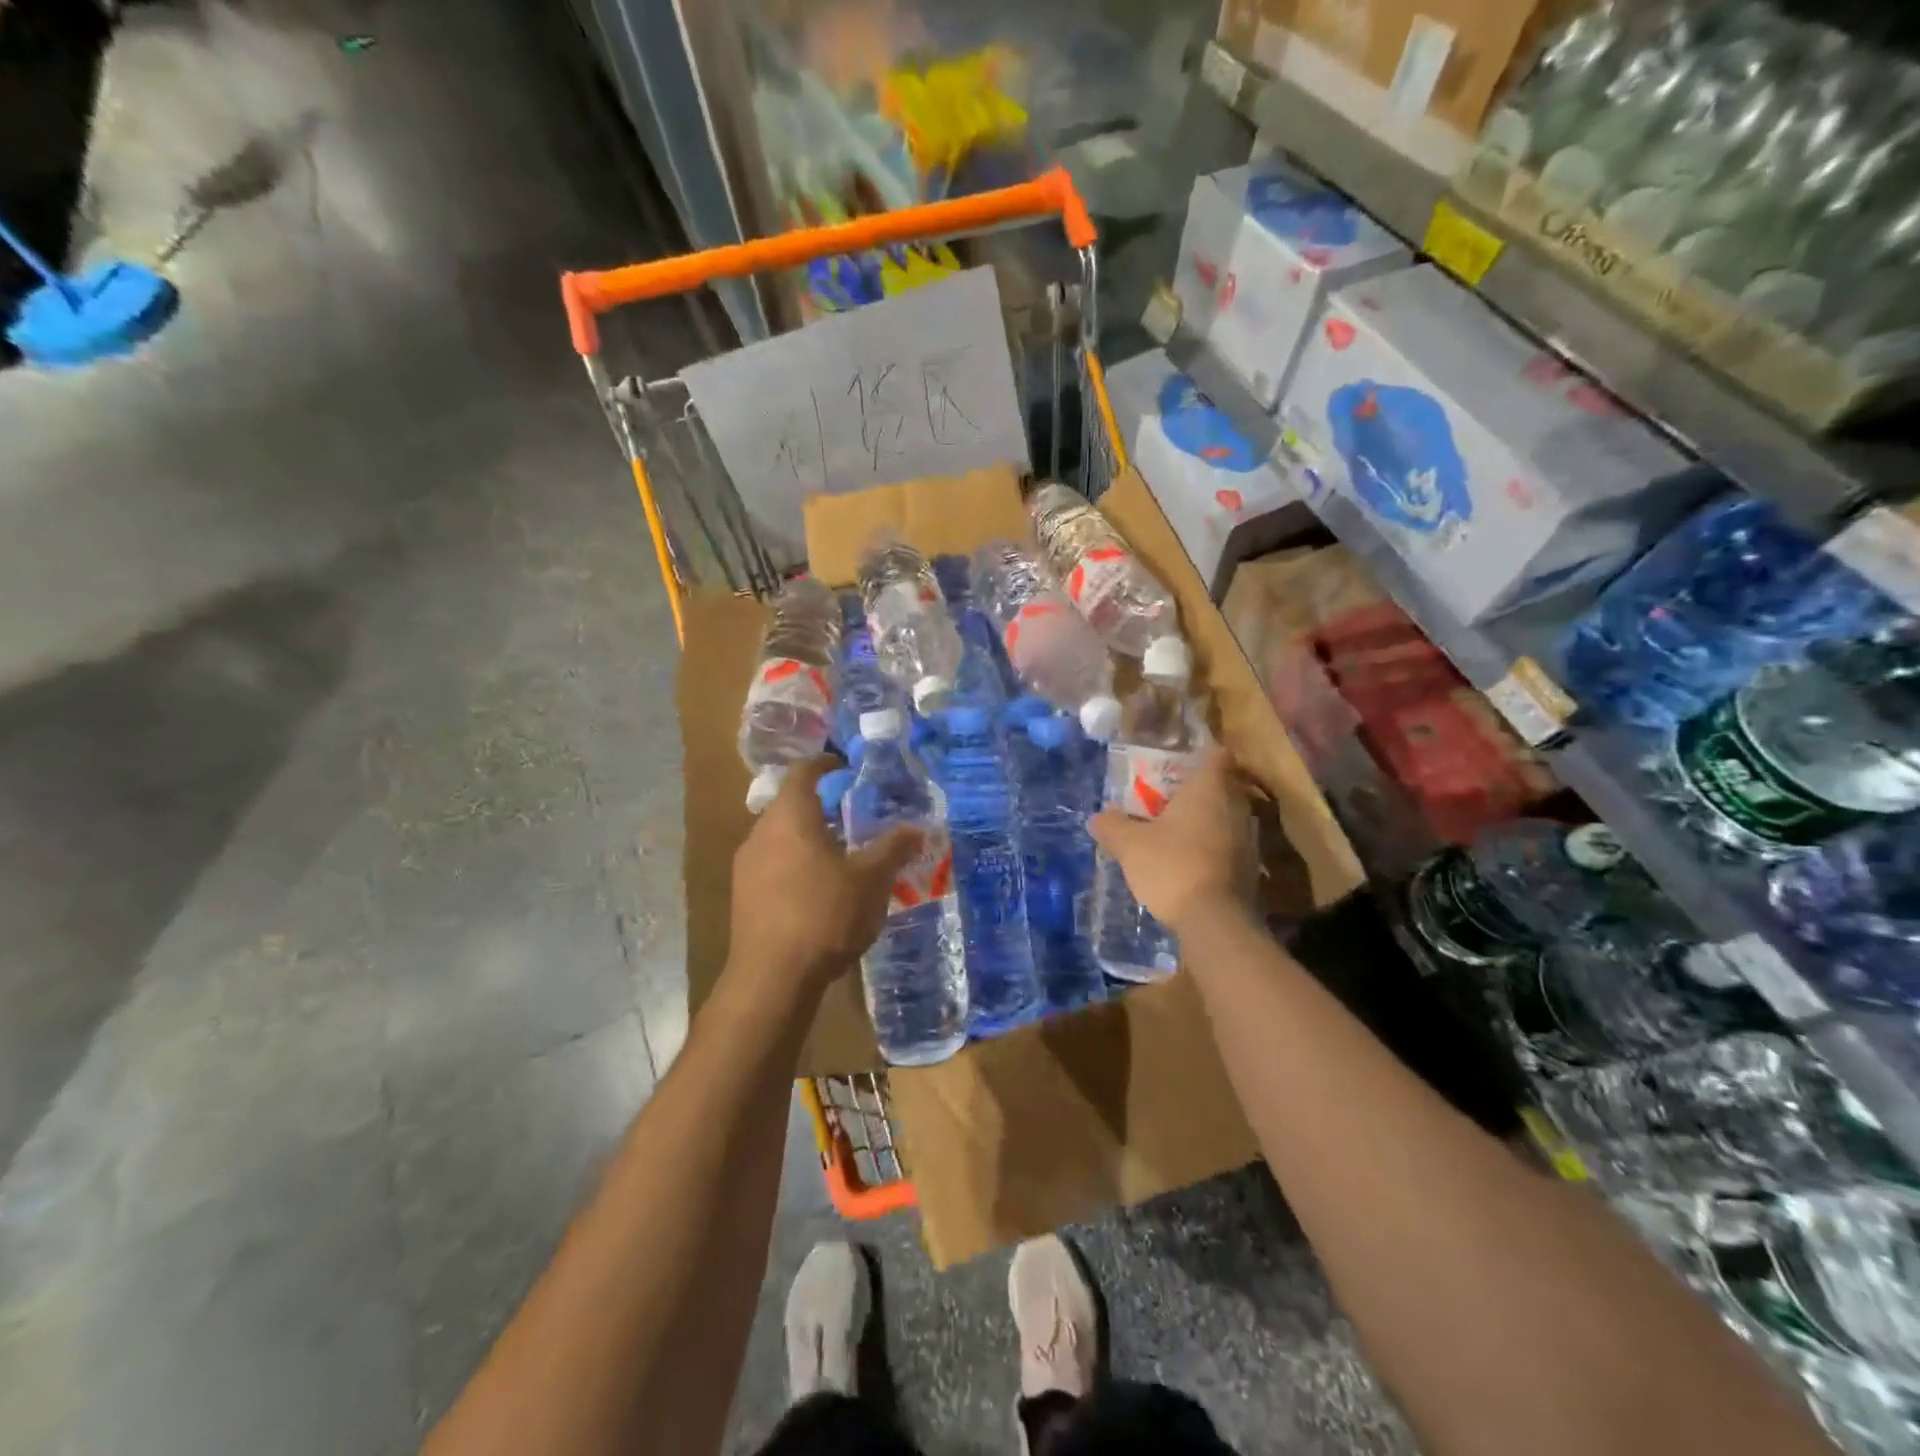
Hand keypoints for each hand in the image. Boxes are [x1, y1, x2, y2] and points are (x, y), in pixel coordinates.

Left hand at [725, 758, 921, 1003]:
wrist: (772, 977)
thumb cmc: (825, 914)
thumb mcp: (872, 879)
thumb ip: (893, 848)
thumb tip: (918, 828)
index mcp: (790, 815)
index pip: (803, 772)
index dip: (826, 764)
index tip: (847, 768)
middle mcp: (760, 832)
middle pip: (790, 805)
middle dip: (821, 807)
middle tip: (853, 818)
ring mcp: (745, 865)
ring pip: (780, 838)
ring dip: (807, 839)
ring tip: (840, 856)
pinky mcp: (742, 896)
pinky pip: (771, 865)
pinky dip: (794, 865)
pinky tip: (817, 892)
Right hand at [1090, 747, 1251, 933]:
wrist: (1215, 922)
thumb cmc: (1173, 866)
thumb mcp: (1130, 845)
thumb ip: (1113, 826)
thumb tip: (1098, 817)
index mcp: (1209, 789)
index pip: (1217, 755)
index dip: (1201, 753)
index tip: (1180, 760)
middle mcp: (1235, 806)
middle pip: (1222, 785)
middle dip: (1198, 789)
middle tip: (1169, 796)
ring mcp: (1248, 838)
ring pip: (1227, 816)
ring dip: (1206, 819)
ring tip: (1176, 829)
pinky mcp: (1250, 868)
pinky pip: (1229, 844)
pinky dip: (1212, 845)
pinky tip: (1188, 859)